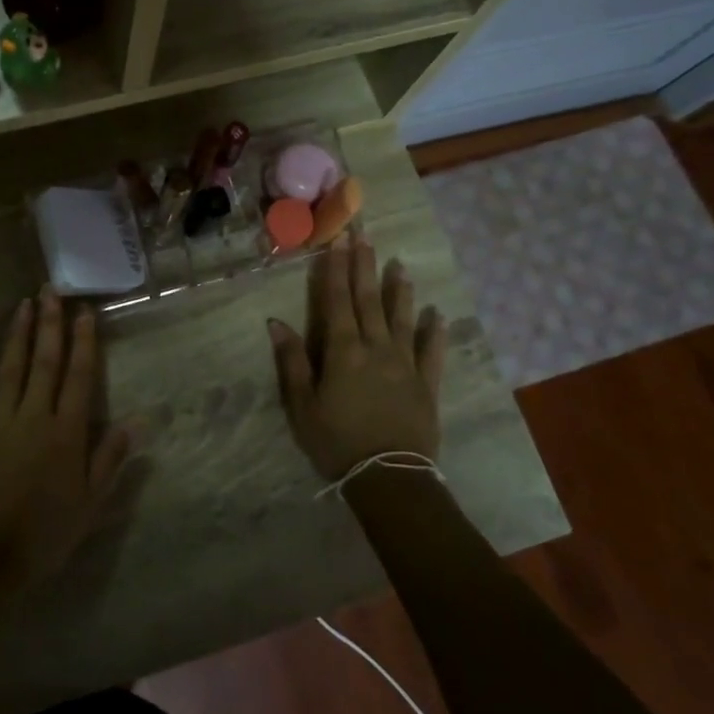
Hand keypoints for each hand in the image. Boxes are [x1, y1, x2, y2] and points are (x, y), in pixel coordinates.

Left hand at [0, 288, 132, 587]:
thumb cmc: (46, 534)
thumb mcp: (90, 503)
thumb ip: (109, 458)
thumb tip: (137, 420)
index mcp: (66, 433)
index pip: (79, 376)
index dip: (83, 342)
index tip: (84, 312)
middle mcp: (34, 417)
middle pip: (44, 361)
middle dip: (50, 323)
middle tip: (52, 290)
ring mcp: (0, 422)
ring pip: (12, 368)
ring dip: (18, 333)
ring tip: (24, 303)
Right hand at [267, 235, 446, 481]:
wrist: (389, 477)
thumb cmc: (337, 441)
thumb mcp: (302, 405)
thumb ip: (292, 361)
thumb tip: (276, 322)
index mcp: (343, 351)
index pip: (337, 301)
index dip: (335, 270)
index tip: (337, 241)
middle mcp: (376, 348)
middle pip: (368, 300)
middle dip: (364, 266)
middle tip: (364, 236)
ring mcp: (405, 364)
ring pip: (401, 318)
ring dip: (399, 290)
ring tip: (399, 264)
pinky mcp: (426, 384)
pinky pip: (431, 352)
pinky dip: (433, 332)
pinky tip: (436, 314)